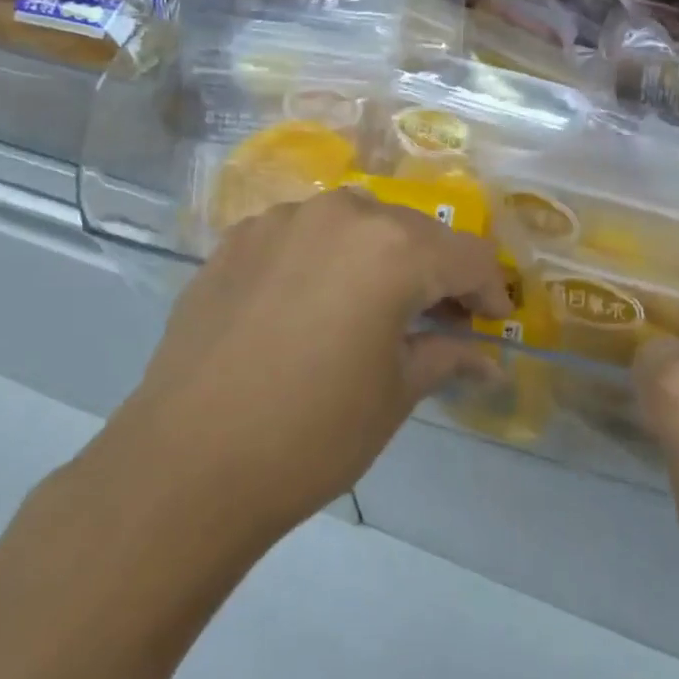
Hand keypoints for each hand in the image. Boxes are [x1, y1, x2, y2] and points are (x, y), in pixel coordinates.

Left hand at [99, 189, 508, 548]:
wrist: (185, 465)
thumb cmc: (312, 433)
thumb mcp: (396, 394)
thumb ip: (446, 355)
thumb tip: (486, 357)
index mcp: (394, 247)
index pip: (468, 255)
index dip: (490, 289)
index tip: (493, 322)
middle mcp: (343, 213)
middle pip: (414, 231)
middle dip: (437, 272)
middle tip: (440, 318)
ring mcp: (283, 219)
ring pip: (357, 223)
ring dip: (380, 257)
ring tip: (374, 305)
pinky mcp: (238, 238)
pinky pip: (303, 234)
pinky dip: (325, 258)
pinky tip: (312, 301)